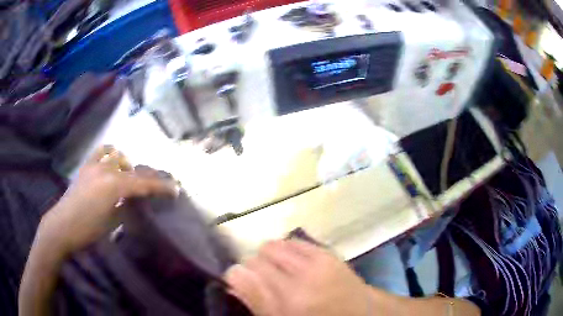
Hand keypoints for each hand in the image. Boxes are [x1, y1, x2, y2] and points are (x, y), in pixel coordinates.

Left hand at [38, 145, 178, 255]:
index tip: (175, 189)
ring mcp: (95, 165)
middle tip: (157, 185)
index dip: (161, 186)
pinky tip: (111, 162)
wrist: (62, 226)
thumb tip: (135, 201)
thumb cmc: (88, 229)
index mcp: (115, 186)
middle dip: (148, 176)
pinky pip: (101, 152)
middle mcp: (107, 170)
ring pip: (118, 156)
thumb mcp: (112, 223)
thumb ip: (125, 208)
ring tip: (128, 177)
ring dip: (128, 165)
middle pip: (134, 169)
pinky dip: (110, 154)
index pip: (144, 183)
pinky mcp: (86, 166)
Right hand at [225, 240, 372, 315]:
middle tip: (261, 281)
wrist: (361, 313)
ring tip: (277, 271)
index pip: (240, 275)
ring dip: (268, 257)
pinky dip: (286, 249)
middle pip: (256, 258)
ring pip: (272, 245)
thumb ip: (256, 303)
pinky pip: (294, 242)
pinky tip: (291, 262)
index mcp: (287, 303)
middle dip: (252, 268)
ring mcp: (315, 263)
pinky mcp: (327, 252)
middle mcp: (299, 280)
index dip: (235, 277)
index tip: (239, 283)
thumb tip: (234, 281)